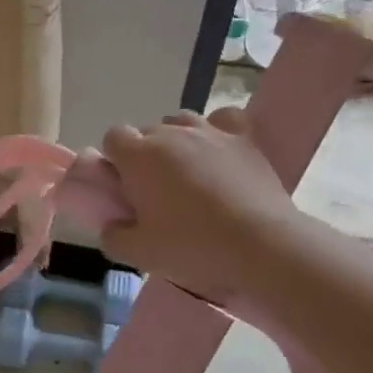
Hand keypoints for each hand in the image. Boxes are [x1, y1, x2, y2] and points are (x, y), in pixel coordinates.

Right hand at [97, 106, 305, 297]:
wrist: (261, 246)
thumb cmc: (192, 246)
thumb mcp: (140, 253)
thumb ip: (114, 236)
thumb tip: (111, 226)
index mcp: (139, 156)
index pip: (113, 137)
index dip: (115, 159)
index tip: (123, 186)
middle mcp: (171, 134)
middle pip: (147, 132)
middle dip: (146, 155)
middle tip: (155, 191)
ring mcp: (210, 132)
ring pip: (181, 121)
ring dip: (177, 140)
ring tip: (187, 171)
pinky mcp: (244, 139)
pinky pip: (224, 119)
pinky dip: (217, 129)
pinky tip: (219, 150)